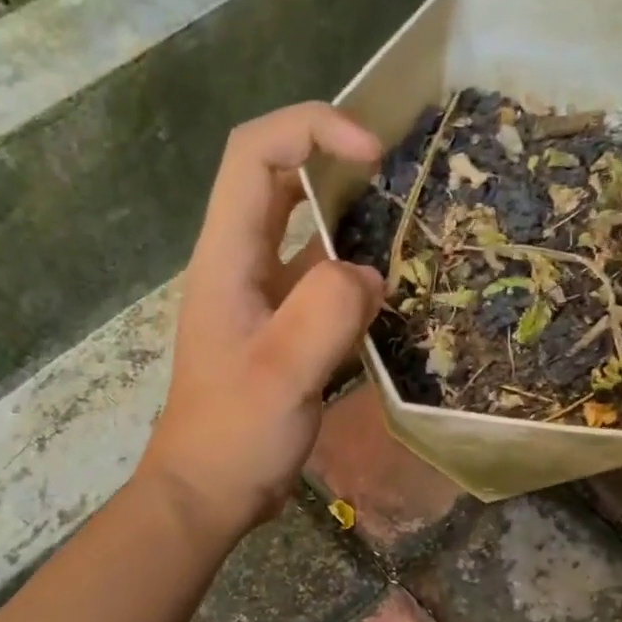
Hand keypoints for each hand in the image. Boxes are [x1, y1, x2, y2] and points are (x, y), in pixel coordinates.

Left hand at [139, 103, 385, 541]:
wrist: (211, 493)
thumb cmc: (235, 435)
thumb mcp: (282, 374)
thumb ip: (327, 313)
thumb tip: (372, 274)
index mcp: (227, 257)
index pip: (256, 154)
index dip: (312, 128)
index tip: (373, 152)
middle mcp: (242, 263)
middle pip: (281, 178)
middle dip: (336, 158)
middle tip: (401, 170)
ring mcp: (263, 295)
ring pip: (308, 230)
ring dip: (354, 215)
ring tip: (411, 219)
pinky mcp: (284, 326)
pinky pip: (324, 280)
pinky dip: (357, 271)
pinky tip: (394, 287)